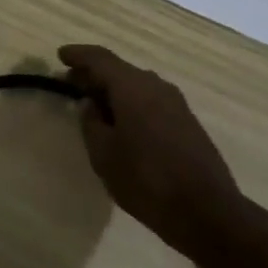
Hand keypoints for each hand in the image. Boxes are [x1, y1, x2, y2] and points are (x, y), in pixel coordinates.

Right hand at [59, 45, 246, 265]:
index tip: (60, 56)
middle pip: (119, 70)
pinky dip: (131, 104)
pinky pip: (150, 101)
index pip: (100, 59)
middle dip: (94, 75)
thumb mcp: (104, 155)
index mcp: (132, 87)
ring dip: (113, 91)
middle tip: (70, 83)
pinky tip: (122, 123)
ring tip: (94, 106)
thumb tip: (90, 104)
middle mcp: (155, 85)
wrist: (207, 211)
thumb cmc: (146, 180)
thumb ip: (91, 123)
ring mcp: (176, 103)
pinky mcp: (187, 122)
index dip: (79, 56)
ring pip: (136, 86)